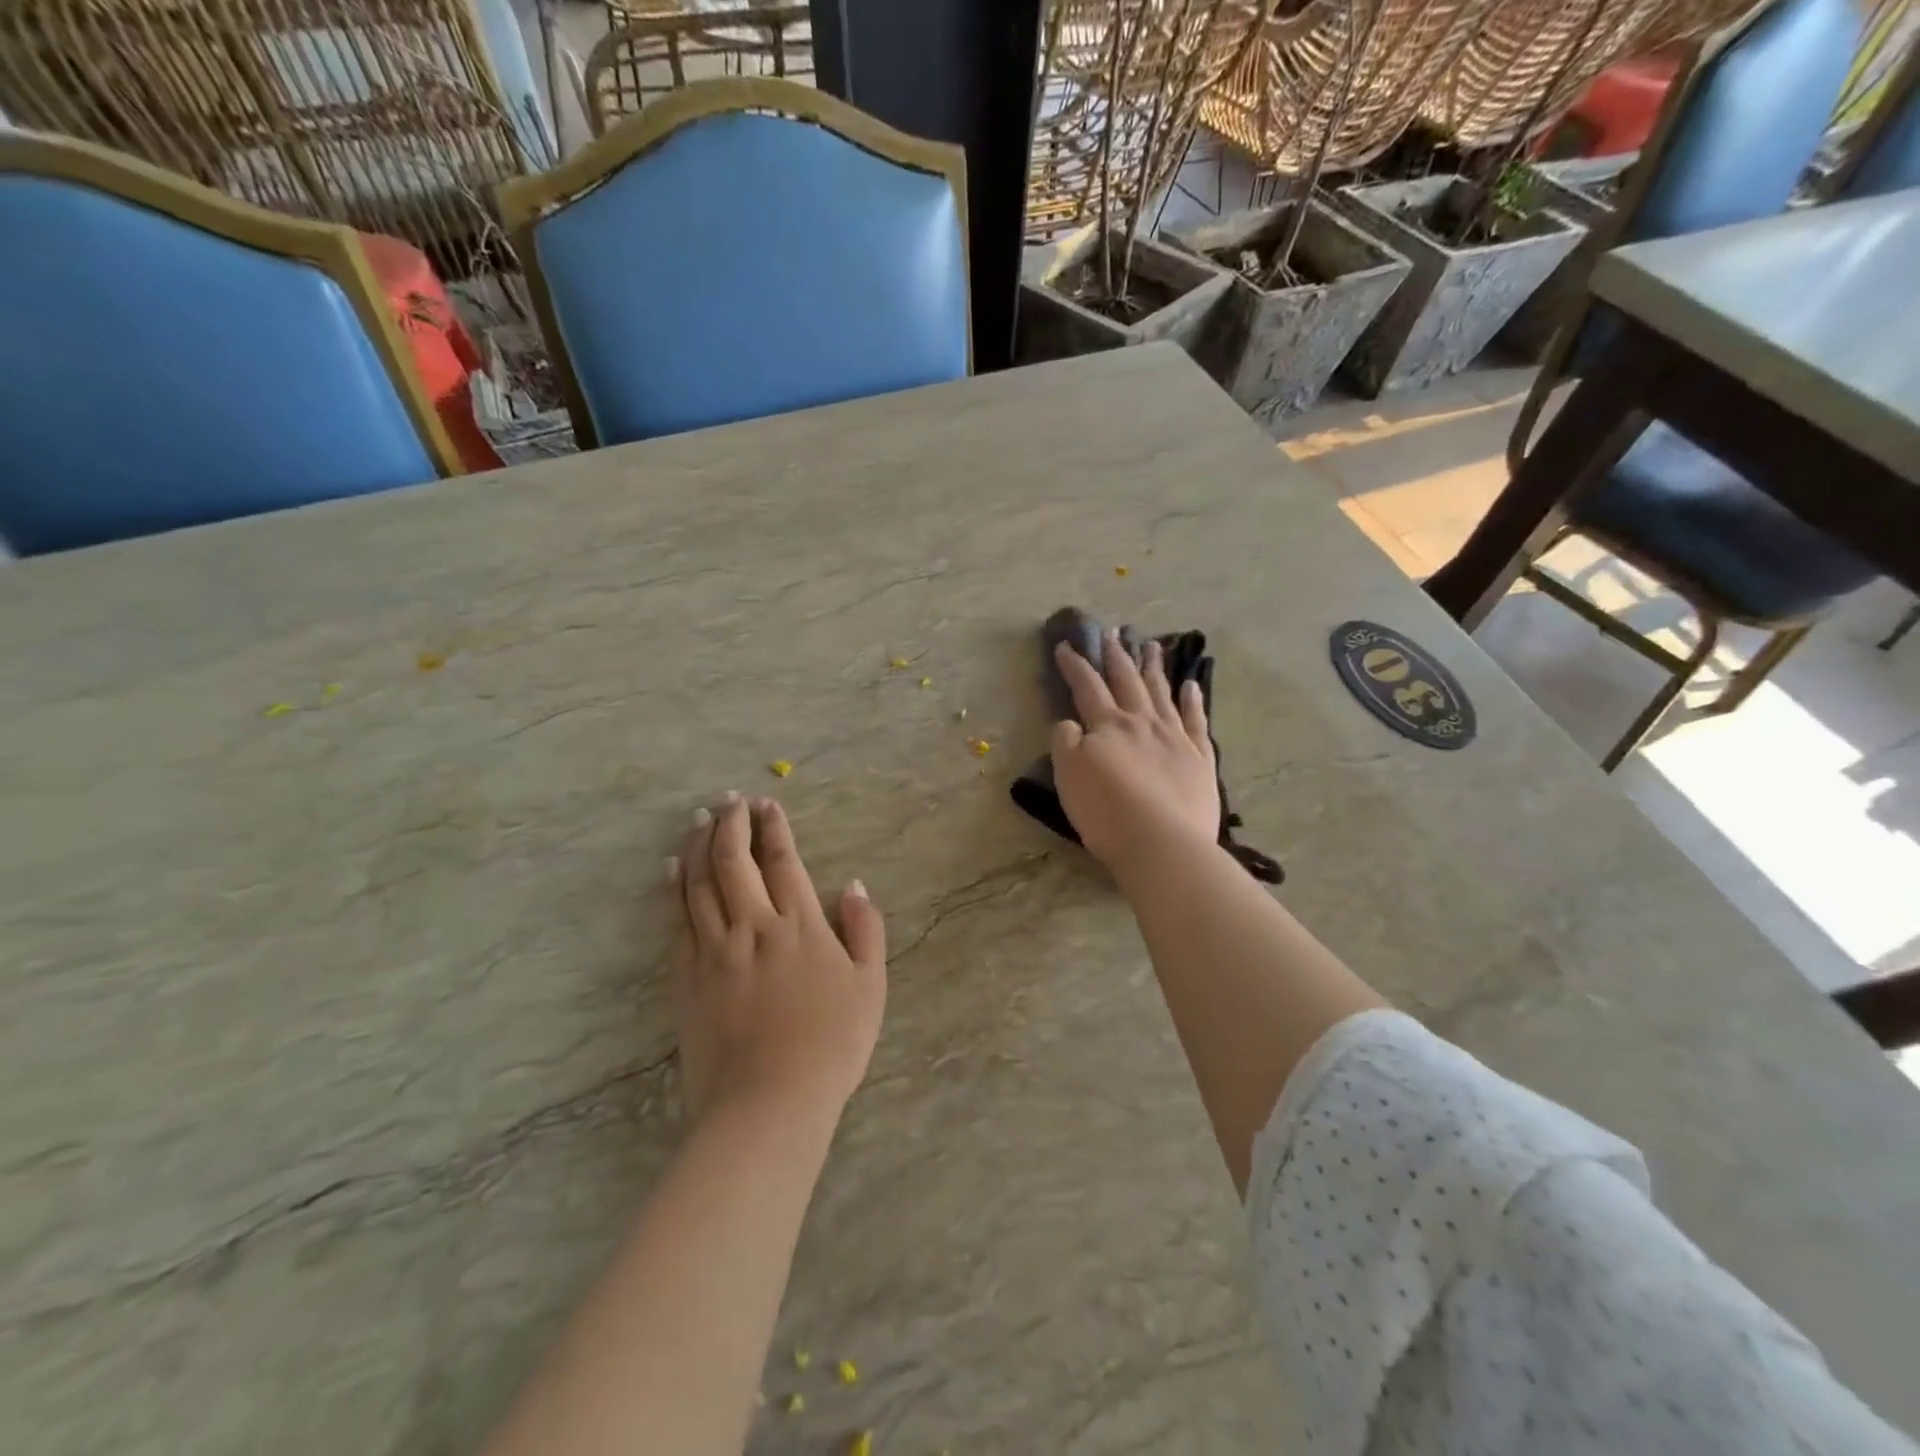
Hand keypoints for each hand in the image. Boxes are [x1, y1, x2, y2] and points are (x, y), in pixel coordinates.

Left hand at [669, 795, 886, 1124]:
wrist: (769, 1102)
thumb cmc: (831, 1045)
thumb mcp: (871, 986)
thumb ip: (865, 930)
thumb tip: (853, 885)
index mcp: (801, 925)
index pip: (784, 860)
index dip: (774, 827)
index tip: (767, 803)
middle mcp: (754, 926)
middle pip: (735, 860)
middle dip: (732, 823)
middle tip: (730, 800)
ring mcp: (715, 950)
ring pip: (700, 882)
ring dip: (699, 844)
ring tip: (700, 818)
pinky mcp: (687, 977)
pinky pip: (676, 920)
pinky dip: (673, 887)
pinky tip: (672, 867)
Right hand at [1050, 630, 1219, 873]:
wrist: (1162, 844)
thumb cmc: (1107, 813)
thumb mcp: (1069, 777)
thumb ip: (1066, 743)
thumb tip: (1070, 722)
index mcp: (1108, 726)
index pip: (1087, 687)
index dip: (1075, 665)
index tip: (1065, 645)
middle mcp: (1142, 723)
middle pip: (1128, 681)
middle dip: (1117, 656)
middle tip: (1114, 632)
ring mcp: (1175, 738)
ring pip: (1162, 693)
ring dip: (1154, 667)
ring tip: (1151, 645)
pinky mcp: (1200, 758)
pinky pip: (1196, 721)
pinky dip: (1192, 701)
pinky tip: (1191, 685)